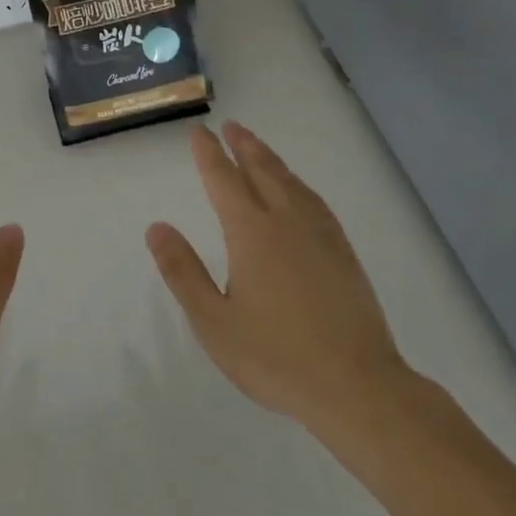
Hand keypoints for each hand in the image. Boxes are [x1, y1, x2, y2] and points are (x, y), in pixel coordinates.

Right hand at [147, 122, 416, 450]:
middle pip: (261, 171)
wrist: (358, 389)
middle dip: (243, 146)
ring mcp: (319, 236)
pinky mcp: (344, 254)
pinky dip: (300, 185)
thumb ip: (183, 272)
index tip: (200, 132)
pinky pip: (316, 202)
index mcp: (250, 232)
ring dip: (270, 160)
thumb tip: (157, 227)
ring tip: (258, 147)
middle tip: (231, 126)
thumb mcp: (214, 322)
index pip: (223, 180)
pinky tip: (300, 191)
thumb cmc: (277, 357)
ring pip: (291, 183)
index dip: (209, 154)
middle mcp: (285, 222)